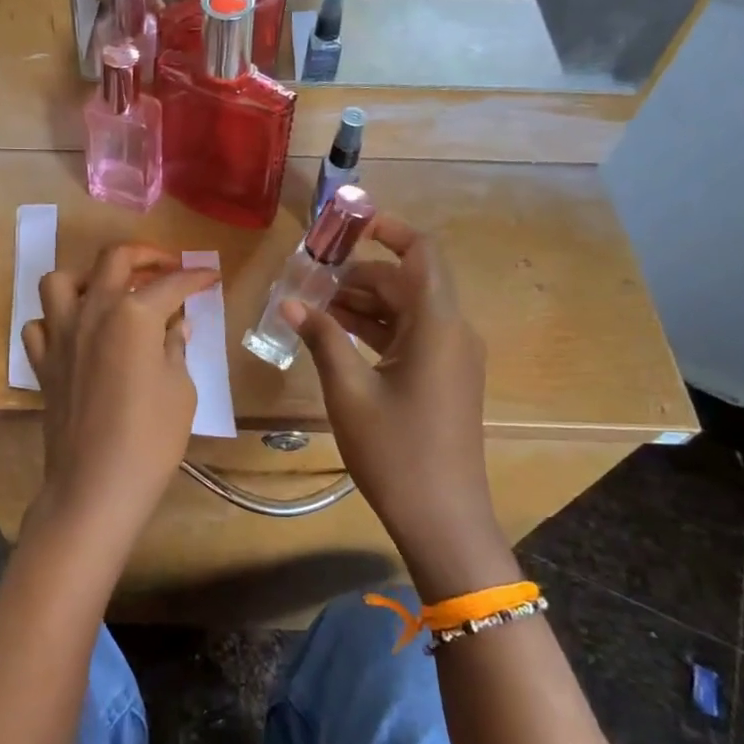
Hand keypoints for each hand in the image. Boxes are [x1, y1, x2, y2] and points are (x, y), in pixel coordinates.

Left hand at [21, 245, 218, 557]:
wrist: (96, 485)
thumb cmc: (151, 438)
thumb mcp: (180, 390)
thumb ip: (175, 348)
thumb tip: (176, 327)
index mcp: (133, 315)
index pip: (171, 284)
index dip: (195, 277)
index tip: (210, 276)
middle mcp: (92, 312)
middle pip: (114, 260)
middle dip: (146, 255)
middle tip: (167, 267)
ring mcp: (61, 335)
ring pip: (62, 281)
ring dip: (89, 277)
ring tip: (111, 292)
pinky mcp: (43, 362)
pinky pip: (40, 324)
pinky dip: (57, 319)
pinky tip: (77, 332)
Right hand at [286, 215, 517, 595]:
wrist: (443, 518)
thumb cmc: (396, 452)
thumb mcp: (349, 392)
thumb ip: (322, 339)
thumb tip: (291, 303)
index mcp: (438, 326)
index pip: (423, 253)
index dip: (389, 230)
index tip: (347, 224)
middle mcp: (452, 332)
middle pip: (407, 282)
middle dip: (359, 274)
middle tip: (309, 279)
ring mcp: (451, 357)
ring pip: (407, 310)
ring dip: (364, 303)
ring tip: (313, 306)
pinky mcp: (444, 379)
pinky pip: (410, 337)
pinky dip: (376, 329)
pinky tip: (336, 336)